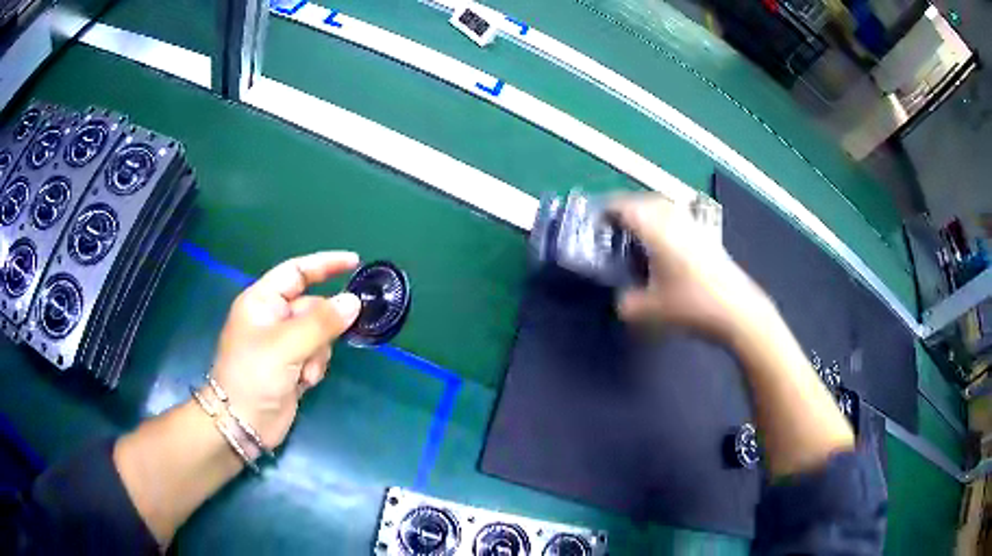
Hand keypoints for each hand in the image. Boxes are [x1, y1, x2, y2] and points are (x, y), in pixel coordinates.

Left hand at [210, 252, 361, 448]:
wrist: (242, 424)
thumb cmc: (254, 375)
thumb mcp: (287, 345)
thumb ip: (322, 322)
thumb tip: (354, 301)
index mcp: (263, 301)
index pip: (297, 272)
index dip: (325, 264)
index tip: (355, 262)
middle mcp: (273, 318)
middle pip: (313, 307)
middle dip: (322, 329)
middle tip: (325, 344)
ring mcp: (283, 343)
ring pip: (319, 334)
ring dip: (319, 353)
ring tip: (305, 373)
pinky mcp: (292, 366)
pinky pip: (317, 355)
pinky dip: (315, 368)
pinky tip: (304, 383)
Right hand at [611, 195, 774, 341]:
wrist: (737, 309)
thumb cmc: (692, 305)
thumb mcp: (651, 311)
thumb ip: (628, 305)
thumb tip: (623, 300)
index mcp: (656, 229)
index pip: (625, 207)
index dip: (607, 210)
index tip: (596, 221)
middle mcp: (674, 219)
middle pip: (645, 200)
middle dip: (627, 208)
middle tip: (614, 227)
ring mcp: (693, 225)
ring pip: (664, 206)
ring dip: (647, 212)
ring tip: (637, 233)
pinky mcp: (707, 235)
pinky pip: (678, 217)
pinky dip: (664, 221)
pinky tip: (664, 244)